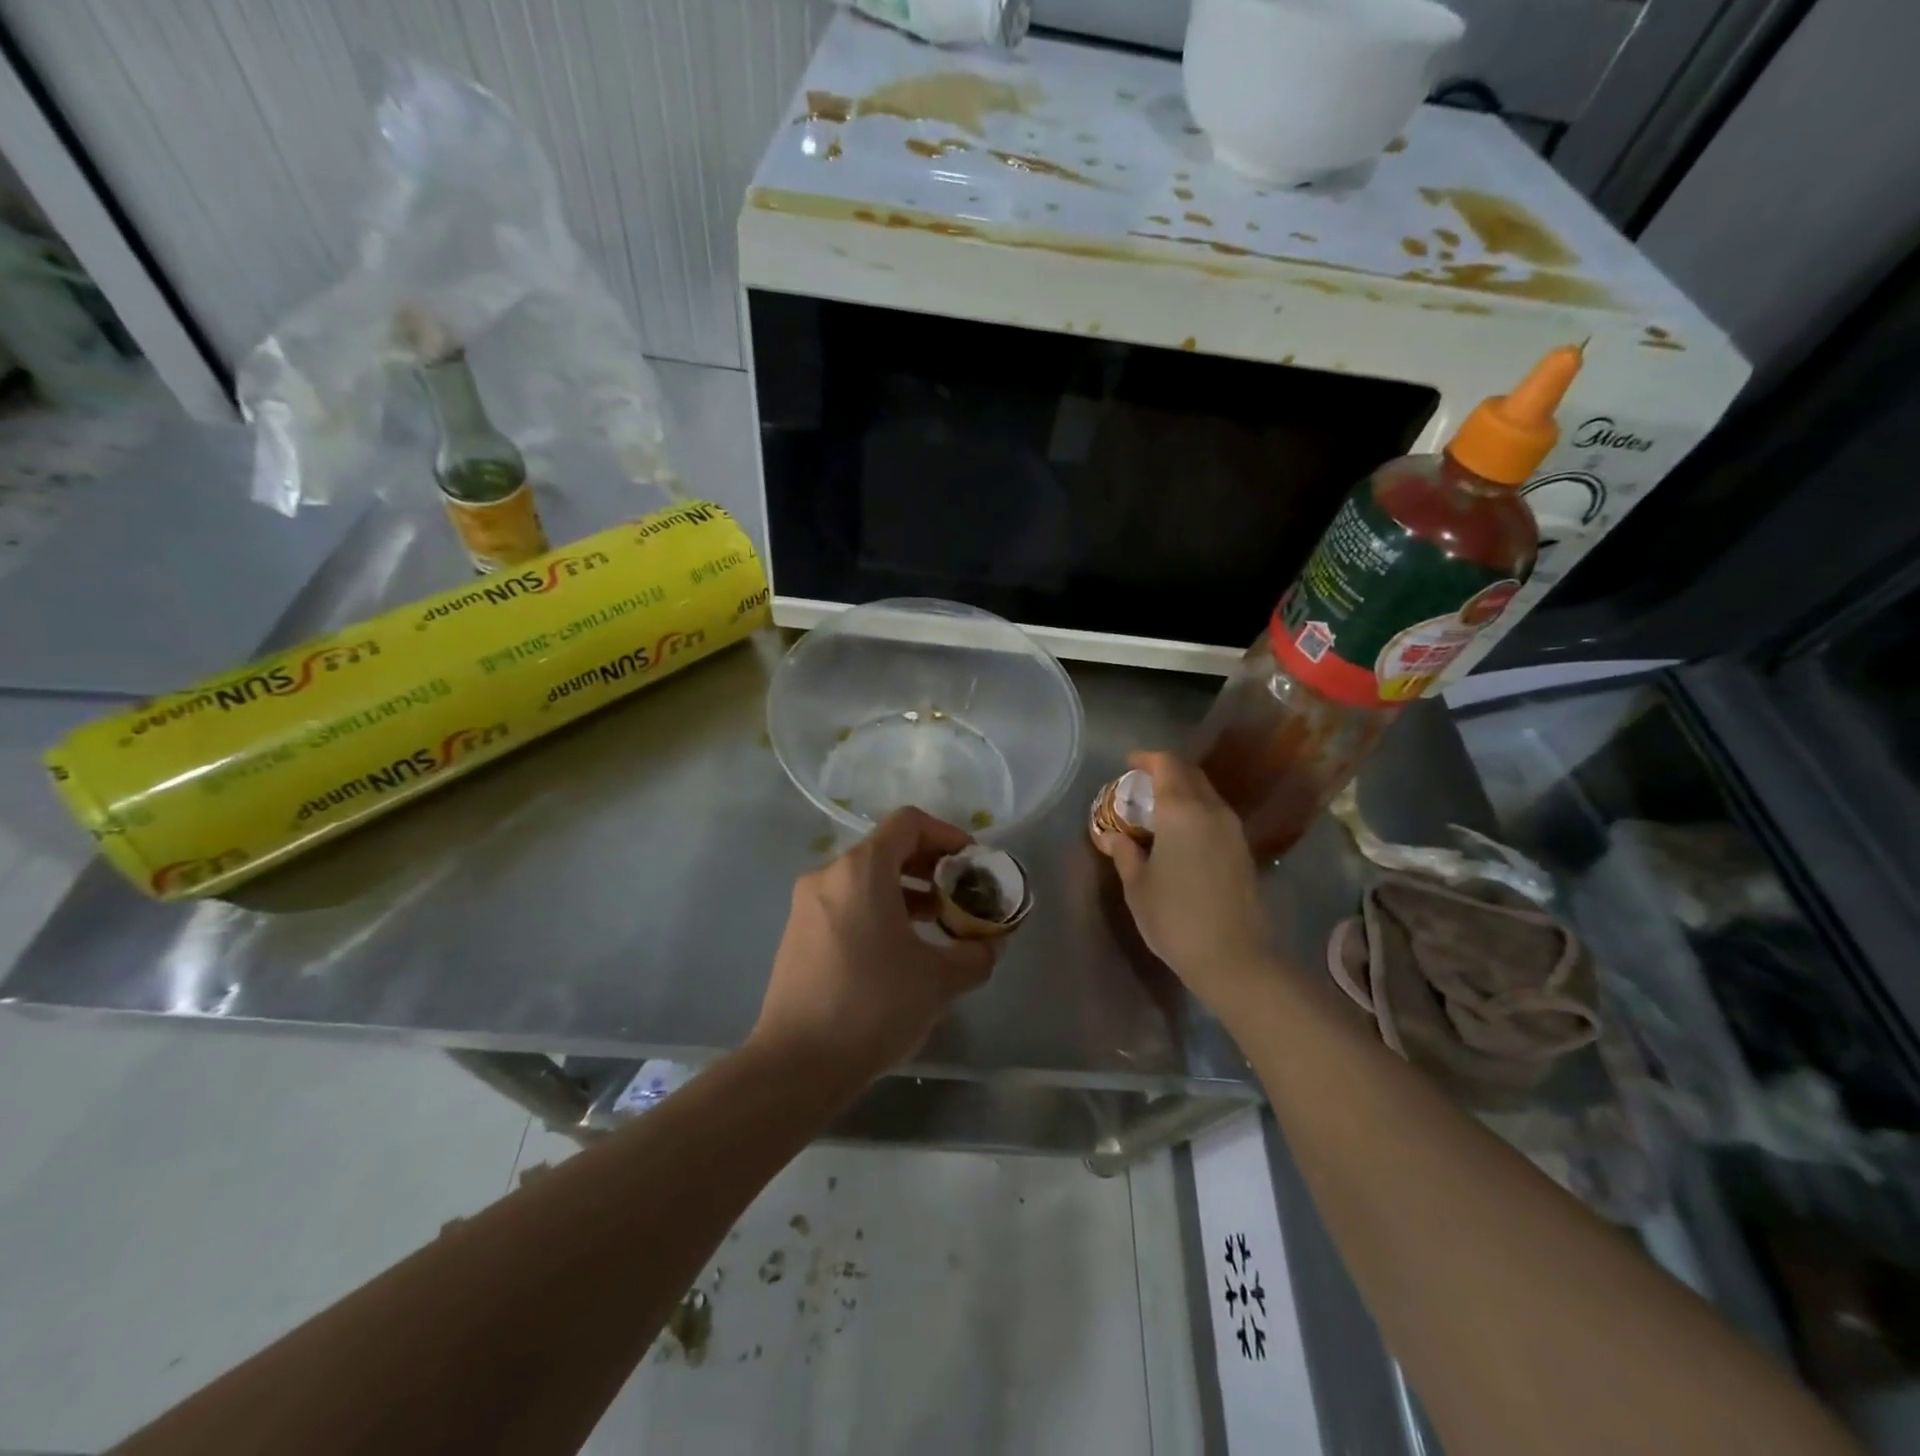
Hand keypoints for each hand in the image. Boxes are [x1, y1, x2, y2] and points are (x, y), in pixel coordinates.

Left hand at [753, 807, 997, 1087]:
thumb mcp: (939, 980)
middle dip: (930, 866)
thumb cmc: (873, 1006)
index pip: (909, 823)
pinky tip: (900, 949)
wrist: (797, 1065)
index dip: (947, 835)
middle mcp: (829, 875)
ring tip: (936, 923)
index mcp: (862, 870)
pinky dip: (879, 910)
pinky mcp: (798, 934)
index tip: (971, 864)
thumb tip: (992, 944)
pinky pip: (846, 903)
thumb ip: (976, 953)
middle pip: (887, 848)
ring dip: (906, 891)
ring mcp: (808, 905)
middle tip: (960, 895)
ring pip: (866, 878)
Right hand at [1093, 751, 1273, 1006]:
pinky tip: (1179, 834)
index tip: (1128, 764)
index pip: (1167, 765)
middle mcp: (1212, 811)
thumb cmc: (1175, 918)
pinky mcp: (1243, 850)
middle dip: (1164, 772)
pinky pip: (1215, 814)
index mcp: (1182, 811)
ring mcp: (1232, 830)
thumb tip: (1112, 835)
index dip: (1146, 759)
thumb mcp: (1137, 885)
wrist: (1235, 958)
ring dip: (1181, 792)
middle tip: (1139, 786)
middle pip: (1190, 774)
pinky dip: (1195, 811)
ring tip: (1156, 810)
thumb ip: (1124, 852)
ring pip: (1206, 794)